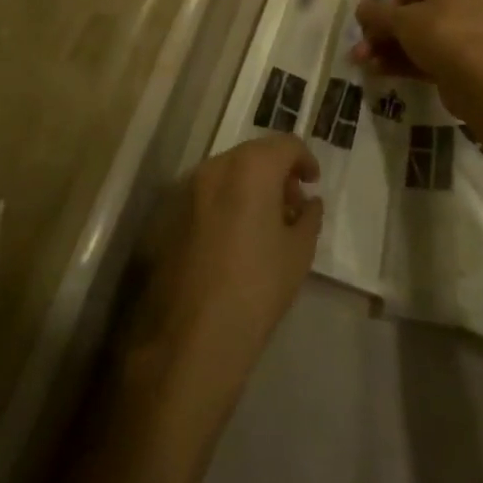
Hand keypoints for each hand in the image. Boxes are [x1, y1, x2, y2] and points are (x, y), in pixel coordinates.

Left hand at [128, 136, 322, 419]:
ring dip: (250, 186)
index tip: (313, 183)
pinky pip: (207, 194)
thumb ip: (309, 217)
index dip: (305, 160)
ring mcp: (188, 188)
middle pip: (254, 154)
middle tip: (292, 205)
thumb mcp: (298, 253)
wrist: (191, 337)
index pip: (285, 145)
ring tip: (265, 224)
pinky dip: (226, 201)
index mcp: (251, 167)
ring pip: (228, 172)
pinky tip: (236, 238)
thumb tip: (308, 202)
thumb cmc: (256, 288)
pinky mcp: (169, 214)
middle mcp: (216, 166)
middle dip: (277, 172)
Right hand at [353, 0, 482, 81]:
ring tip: (362, 63)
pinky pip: (429, 55)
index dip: (385, 6)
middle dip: (382, 33)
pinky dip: (404, 62)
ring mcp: (465, 33)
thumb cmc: (440, 33)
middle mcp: (461, 1)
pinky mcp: (464, 60)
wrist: (478, 79)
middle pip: (412, 15)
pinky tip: (378, 72)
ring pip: (418, 38)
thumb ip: (376, 13)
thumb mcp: (400, 19)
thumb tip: (360, 8)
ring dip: (388, 49)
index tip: (369, 24)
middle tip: (361, 48)